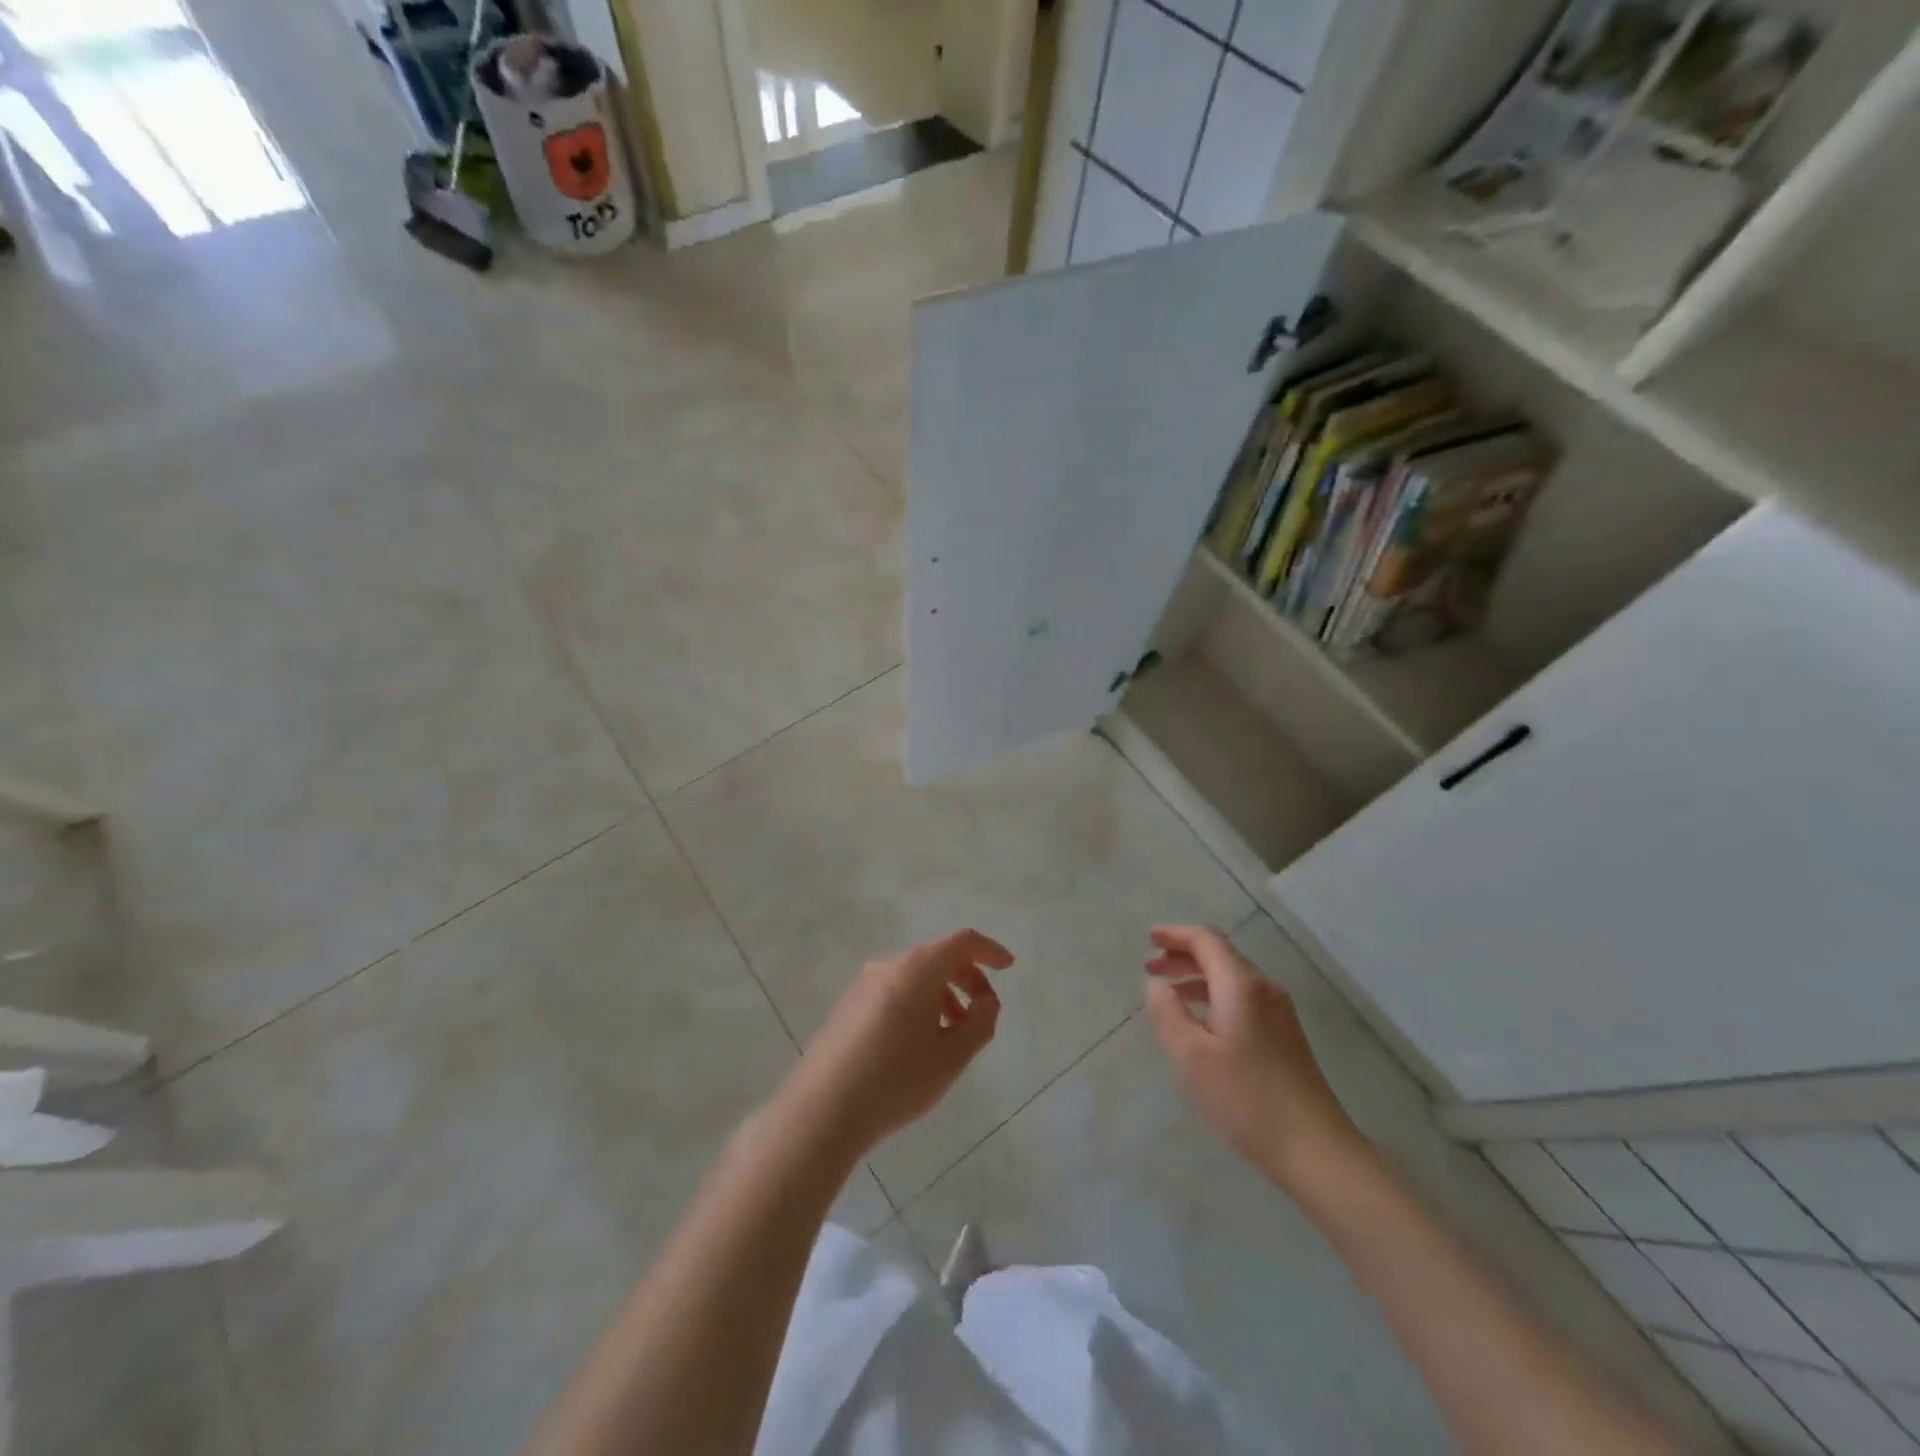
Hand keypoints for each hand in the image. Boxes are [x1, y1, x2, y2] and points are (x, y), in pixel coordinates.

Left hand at [779, 929, 1013, 1159]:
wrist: (823, 1110)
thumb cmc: (897, 1079)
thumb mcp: (952, 1056)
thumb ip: (980, 1023)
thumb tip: (986, 1003)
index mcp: (918, 967)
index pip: (963, 942)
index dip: (990, 951)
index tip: (1008, 968)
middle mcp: (888, 964)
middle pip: (938, 957)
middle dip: (967, 979)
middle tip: (982, 1014)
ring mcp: (863, 984)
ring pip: (915, 977)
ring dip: (942, 996)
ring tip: (951, 1036)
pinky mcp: (847, 1006)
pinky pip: (893, 991)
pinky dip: (917, 1005)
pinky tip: (917, 1045)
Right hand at [1144, 924, 1361, 1188]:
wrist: (1315, 1149)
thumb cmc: (1246, 1099)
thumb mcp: (1191, 1056)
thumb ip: (1168, 1013)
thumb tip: (1157, 984)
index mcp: (1241, 985)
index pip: (1206, 940)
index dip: (1175, 934)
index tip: (1149, 938)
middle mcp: (1264, 989)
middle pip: (1220, 955)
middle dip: (1183, 955)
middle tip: (1151, 968)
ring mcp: (1279, 1013)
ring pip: (1231, 978)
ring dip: (1197, 977)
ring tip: (1168, 994)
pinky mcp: (1284, 1036)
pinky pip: (1242, 999)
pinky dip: (1214, 996)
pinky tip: (1199, 1021)